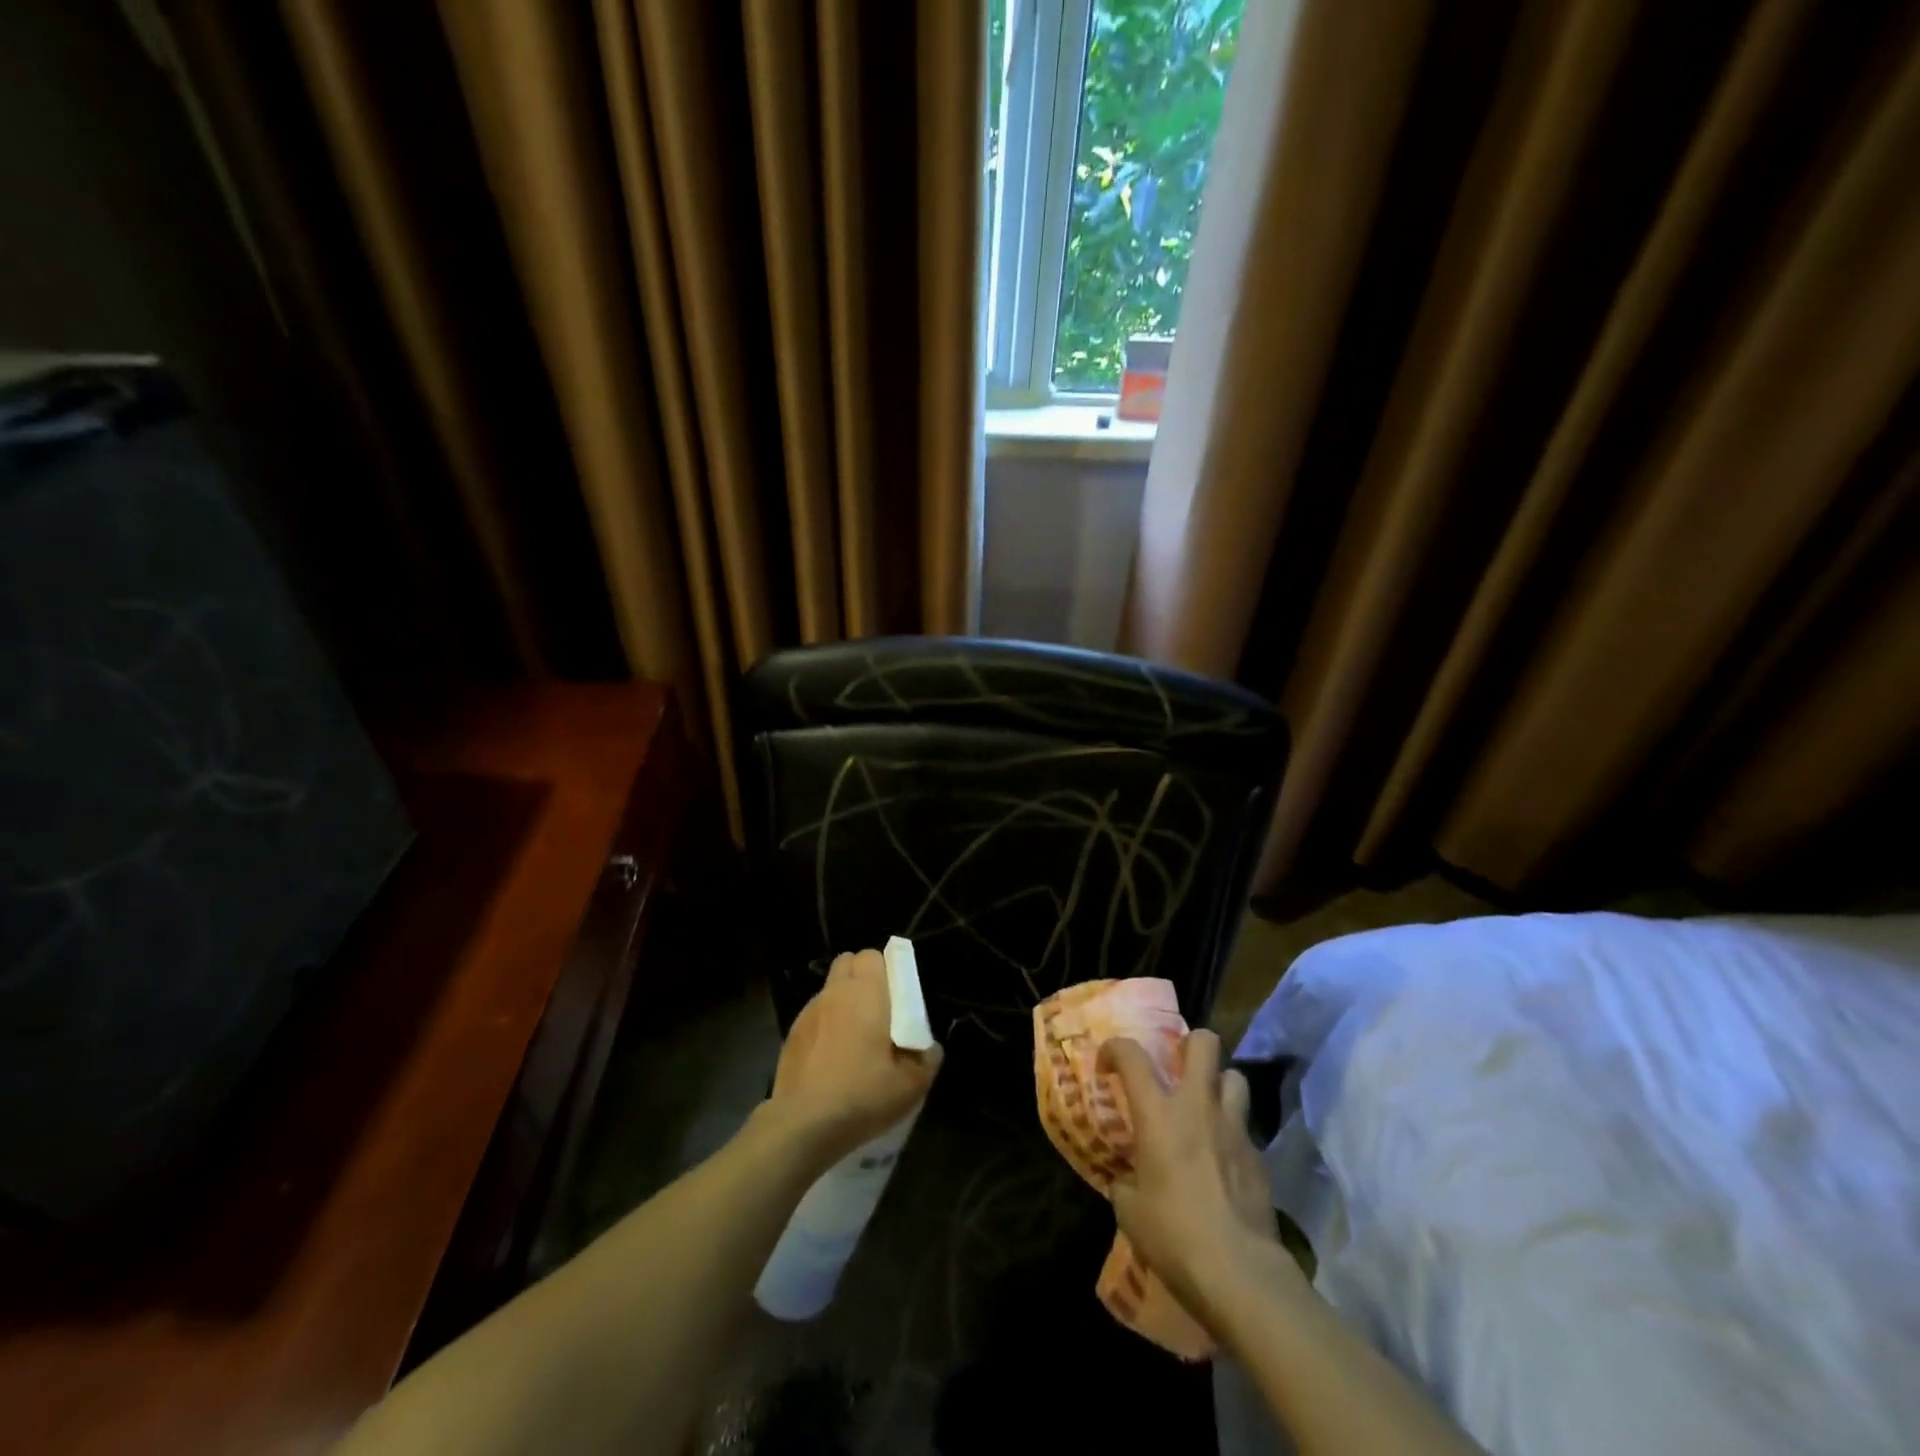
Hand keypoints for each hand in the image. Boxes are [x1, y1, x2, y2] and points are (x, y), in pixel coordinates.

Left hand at [765, 949, 942, 1168]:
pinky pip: (814, 1016)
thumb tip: (930, 1048)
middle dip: (862, 977)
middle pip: (847, 963)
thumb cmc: (862, 1095)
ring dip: (843, 1001)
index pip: (871, 956)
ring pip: (829, 990)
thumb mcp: (910, 1085)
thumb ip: (927, 1060)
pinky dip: (825, 1025)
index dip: (885, 969)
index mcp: (865, 993)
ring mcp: (808, 1013)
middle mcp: (834, 993)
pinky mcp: (791, 1036)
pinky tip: (831, 1058)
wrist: (803, 1126)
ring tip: (854, 1037)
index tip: (896, 995)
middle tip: (878, 1011)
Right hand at [1098, 1028, 1278, 1319]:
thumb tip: (1127, 1178)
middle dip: (1189, 1044)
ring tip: (1205, 1108)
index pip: (1131, 1054)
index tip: (1107, 1067)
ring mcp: (1234, 1127)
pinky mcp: (1259, 1156)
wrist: (1240, 1272)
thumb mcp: (1129, 1210)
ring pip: (1234, 1077)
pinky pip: (1245, 1126)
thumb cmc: (1174, 1235)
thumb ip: (1125, 1181)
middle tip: (1176, 1068)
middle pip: (1204, 1043)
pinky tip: (1223, 1159)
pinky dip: (1232, 1132)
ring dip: (1218, 1085)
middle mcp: (1198, 1106)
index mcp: (1158, 1113)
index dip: (1114, 1049)